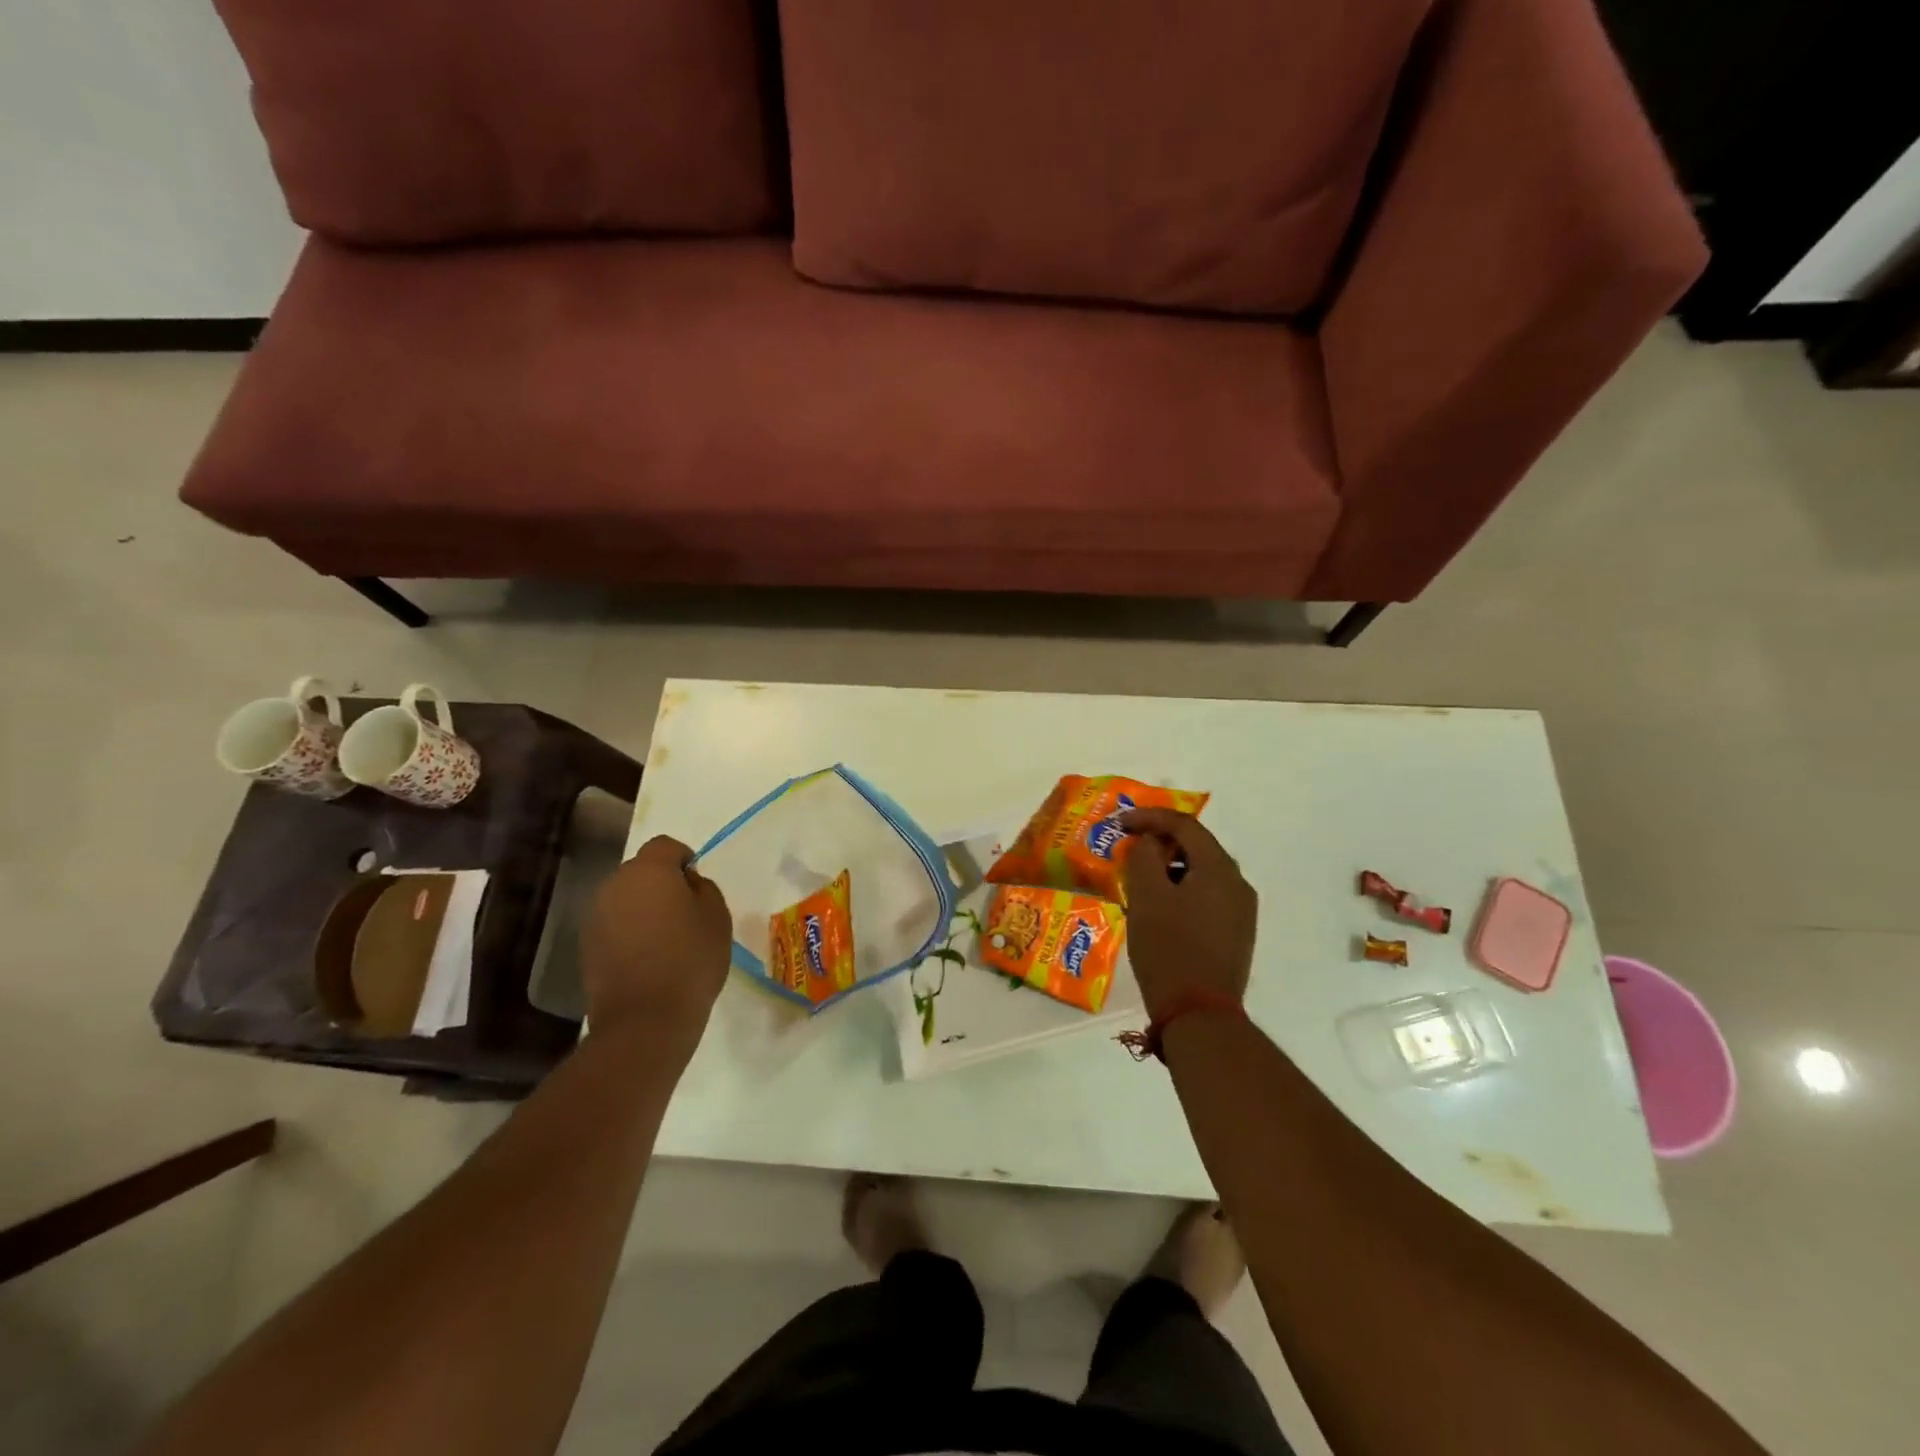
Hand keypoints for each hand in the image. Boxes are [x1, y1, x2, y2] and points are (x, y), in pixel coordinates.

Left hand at [582, 835, 732, 1050]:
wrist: (645, 1019)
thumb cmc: (690, 960)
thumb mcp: (717, 917)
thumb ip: (703, 888)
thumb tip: (686, 882)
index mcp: (648, 871)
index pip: (665, 846)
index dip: (684, 858)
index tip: (697, 883)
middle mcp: (615, 885)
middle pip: (641, 870)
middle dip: (661, 882)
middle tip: (685, 910)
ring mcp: (596, 916)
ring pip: (625, 898)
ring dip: (644, 907)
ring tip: (667, 936)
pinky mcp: (587, 946)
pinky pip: (614, 924)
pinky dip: (630, 931)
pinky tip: (648, 956)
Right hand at [1120, 809, 1257, 1019]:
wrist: (1199, 1015)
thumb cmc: (1169, 948)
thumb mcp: (1146, 896)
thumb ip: (1145, 857)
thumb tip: (1150, 842)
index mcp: (1219, 869)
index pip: (1185, 825)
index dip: (1149, 817)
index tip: (1120, 824)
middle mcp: (1238, 884)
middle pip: (1197, 846)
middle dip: (1161, 842)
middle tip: (1129, 847)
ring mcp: (1241, 911)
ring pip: (1202, 873)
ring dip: (1170, 867)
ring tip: (1140, 879)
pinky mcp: (1236, 934)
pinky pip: (1207, 896)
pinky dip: (1181, 889)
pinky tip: (1160, 907)